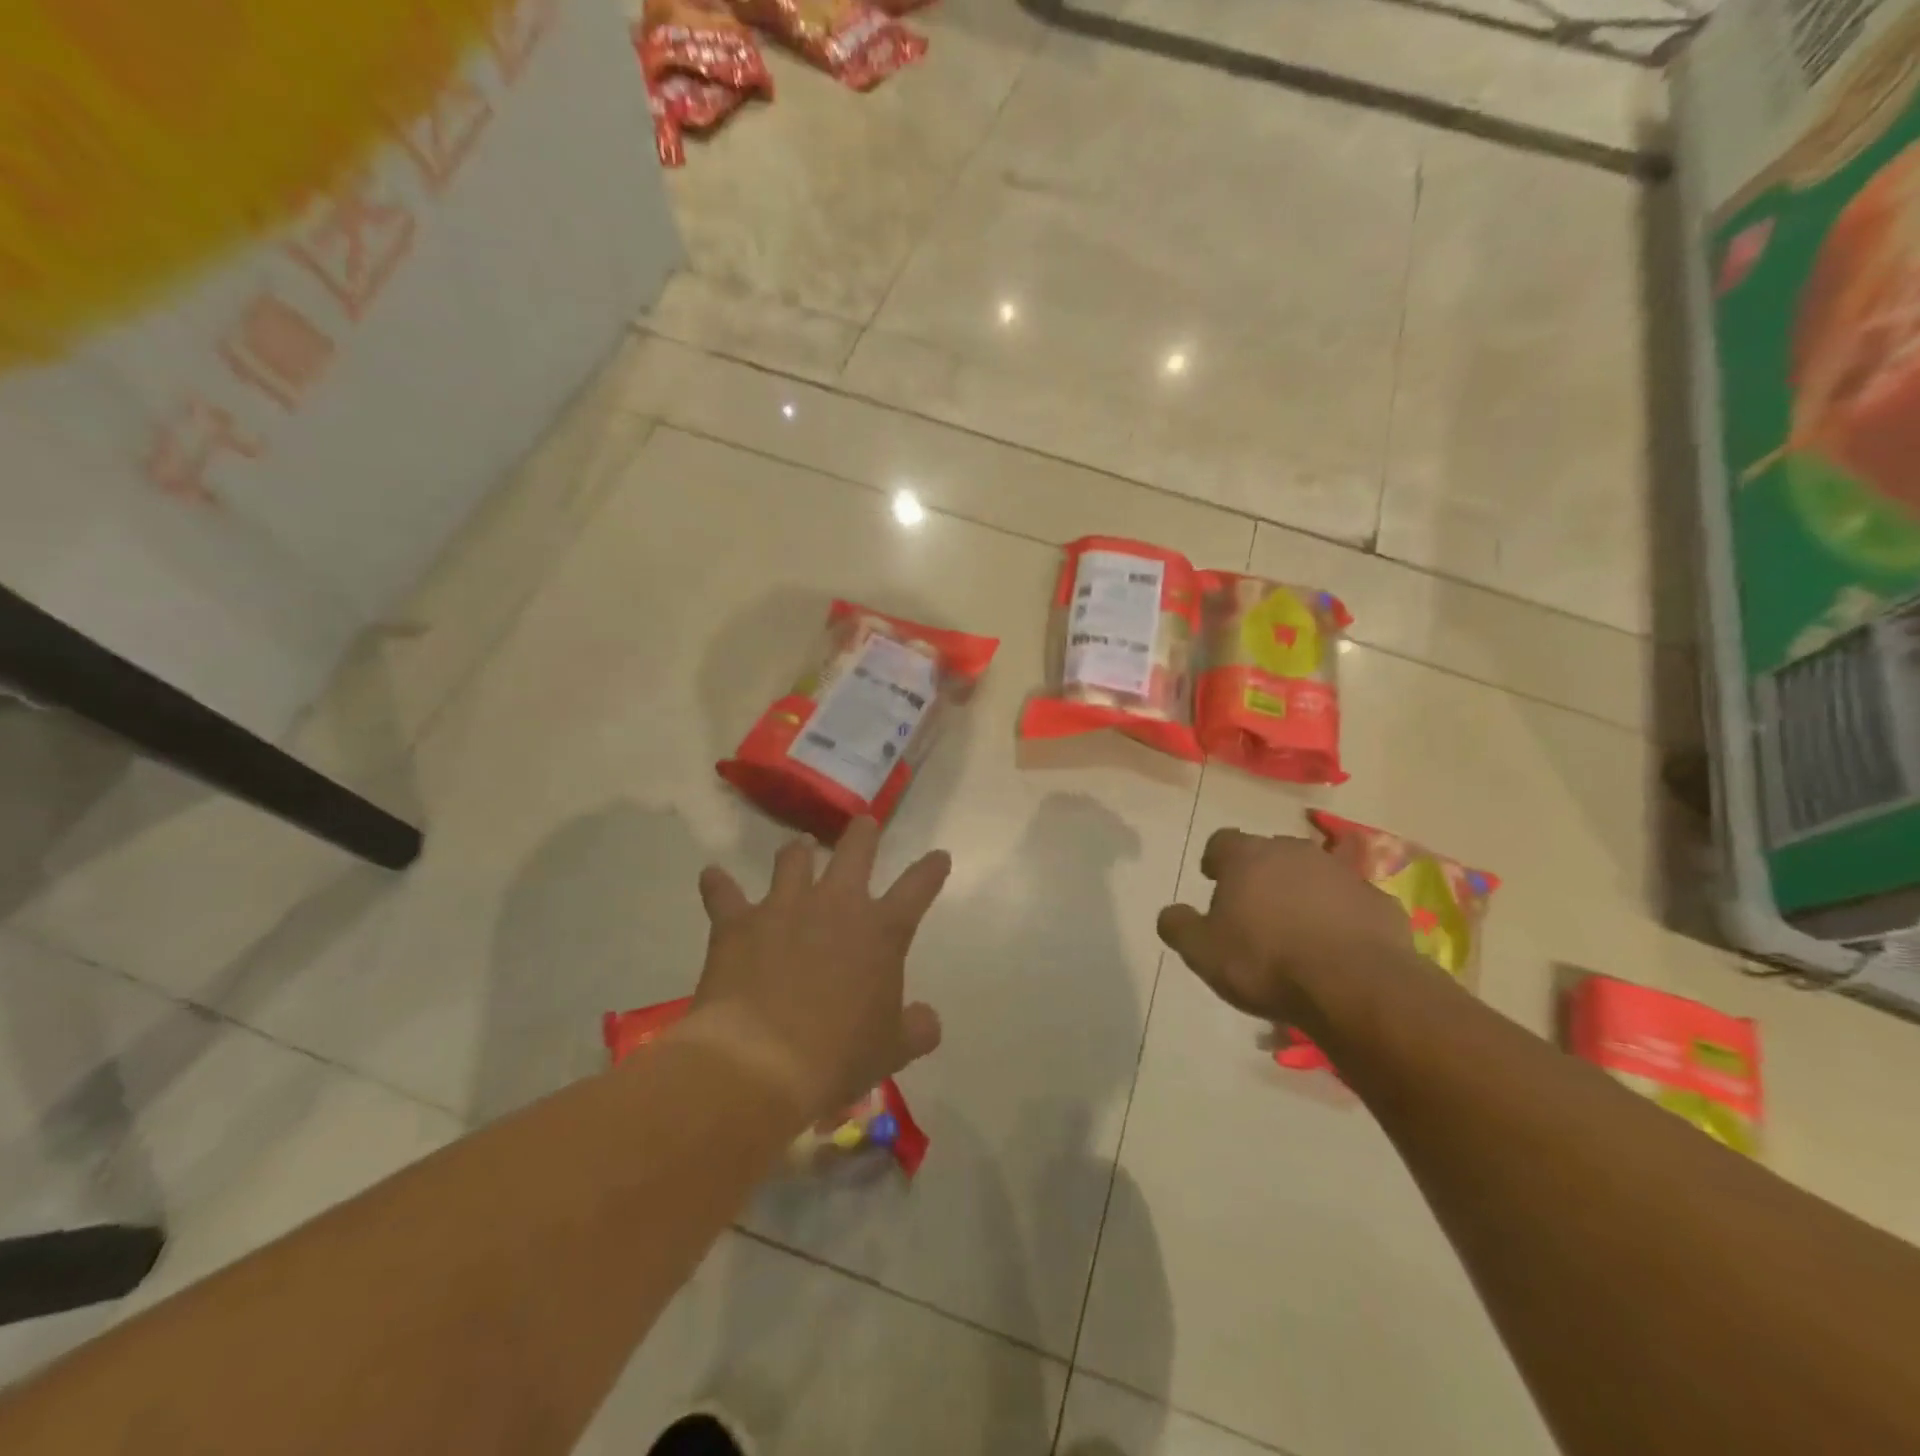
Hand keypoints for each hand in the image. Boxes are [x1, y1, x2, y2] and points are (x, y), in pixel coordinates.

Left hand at [684, 819, 948, 1122]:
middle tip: (864, 824)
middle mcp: (836, 905)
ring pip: (792, 860)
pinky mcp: (738, 923)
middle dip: (863, 834)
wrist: (760, 1063)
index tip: (939, 857)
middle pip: (855, 851)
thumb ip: (917, 1028)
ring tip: (799, 846)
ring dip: (797, 851)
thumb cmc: (838, 1056)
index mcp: (881, 931)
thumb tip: (928, 1019)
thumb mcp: (892, 1050)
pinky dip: (718, 885)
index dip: (930, 870)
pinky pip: (723, 894)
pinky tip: (712, 877)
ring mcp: (784, 907)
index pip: (917, 888)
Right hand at [1156, 828, 1418, 1024]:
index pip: (1222, 841)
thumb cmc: (1265, 962)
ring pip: (1313, 874)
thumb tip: (1170, 913)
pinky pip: (1351, 902)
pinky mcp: (1379, 902)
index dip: (1215, 860)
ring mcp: (1342, 874)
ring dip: (1302, 893)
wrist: (1356, 986)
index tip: (1213, 880)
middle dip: (1260, 874)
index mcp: (1247, 857)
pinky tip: (1336, 948)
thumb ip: (1179, 926)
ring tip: (1297, 931)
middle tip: (1254, 909)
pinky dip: (1341, 916)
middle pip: (1269, 853)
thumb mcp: (1202, 951)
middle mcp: (1294, 852)